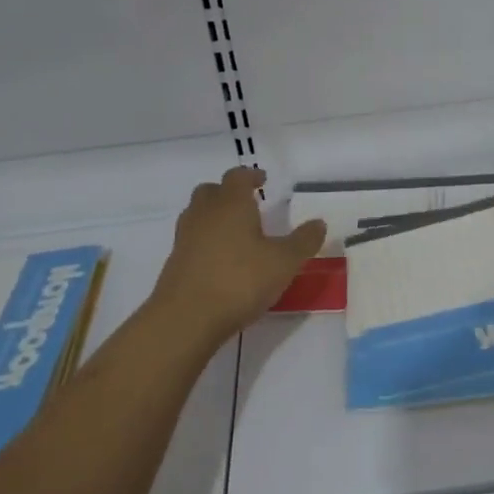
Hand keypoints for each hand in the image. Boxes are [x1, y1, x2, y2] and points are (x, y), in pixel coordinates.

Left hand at [151, 168, 326, 344]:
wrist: (187, 318)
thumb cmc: (240, 281)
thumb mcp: (284, 262)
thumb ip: (303, 241)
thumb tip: (319, 223)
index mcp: (231, 204)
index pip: (237, 176)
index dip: (250, 175)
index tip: (262, 179)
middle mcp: (204, 214)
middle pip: (210, 191)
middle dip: (227, 193)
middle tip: (246, 204)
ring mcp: (185, 238)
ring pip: (197, 215)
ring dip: (214, 217)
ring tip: (235, 233)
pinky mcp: (174, 263)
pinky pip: (191, 241)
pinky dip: (205, 242)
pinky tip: (220, 262)